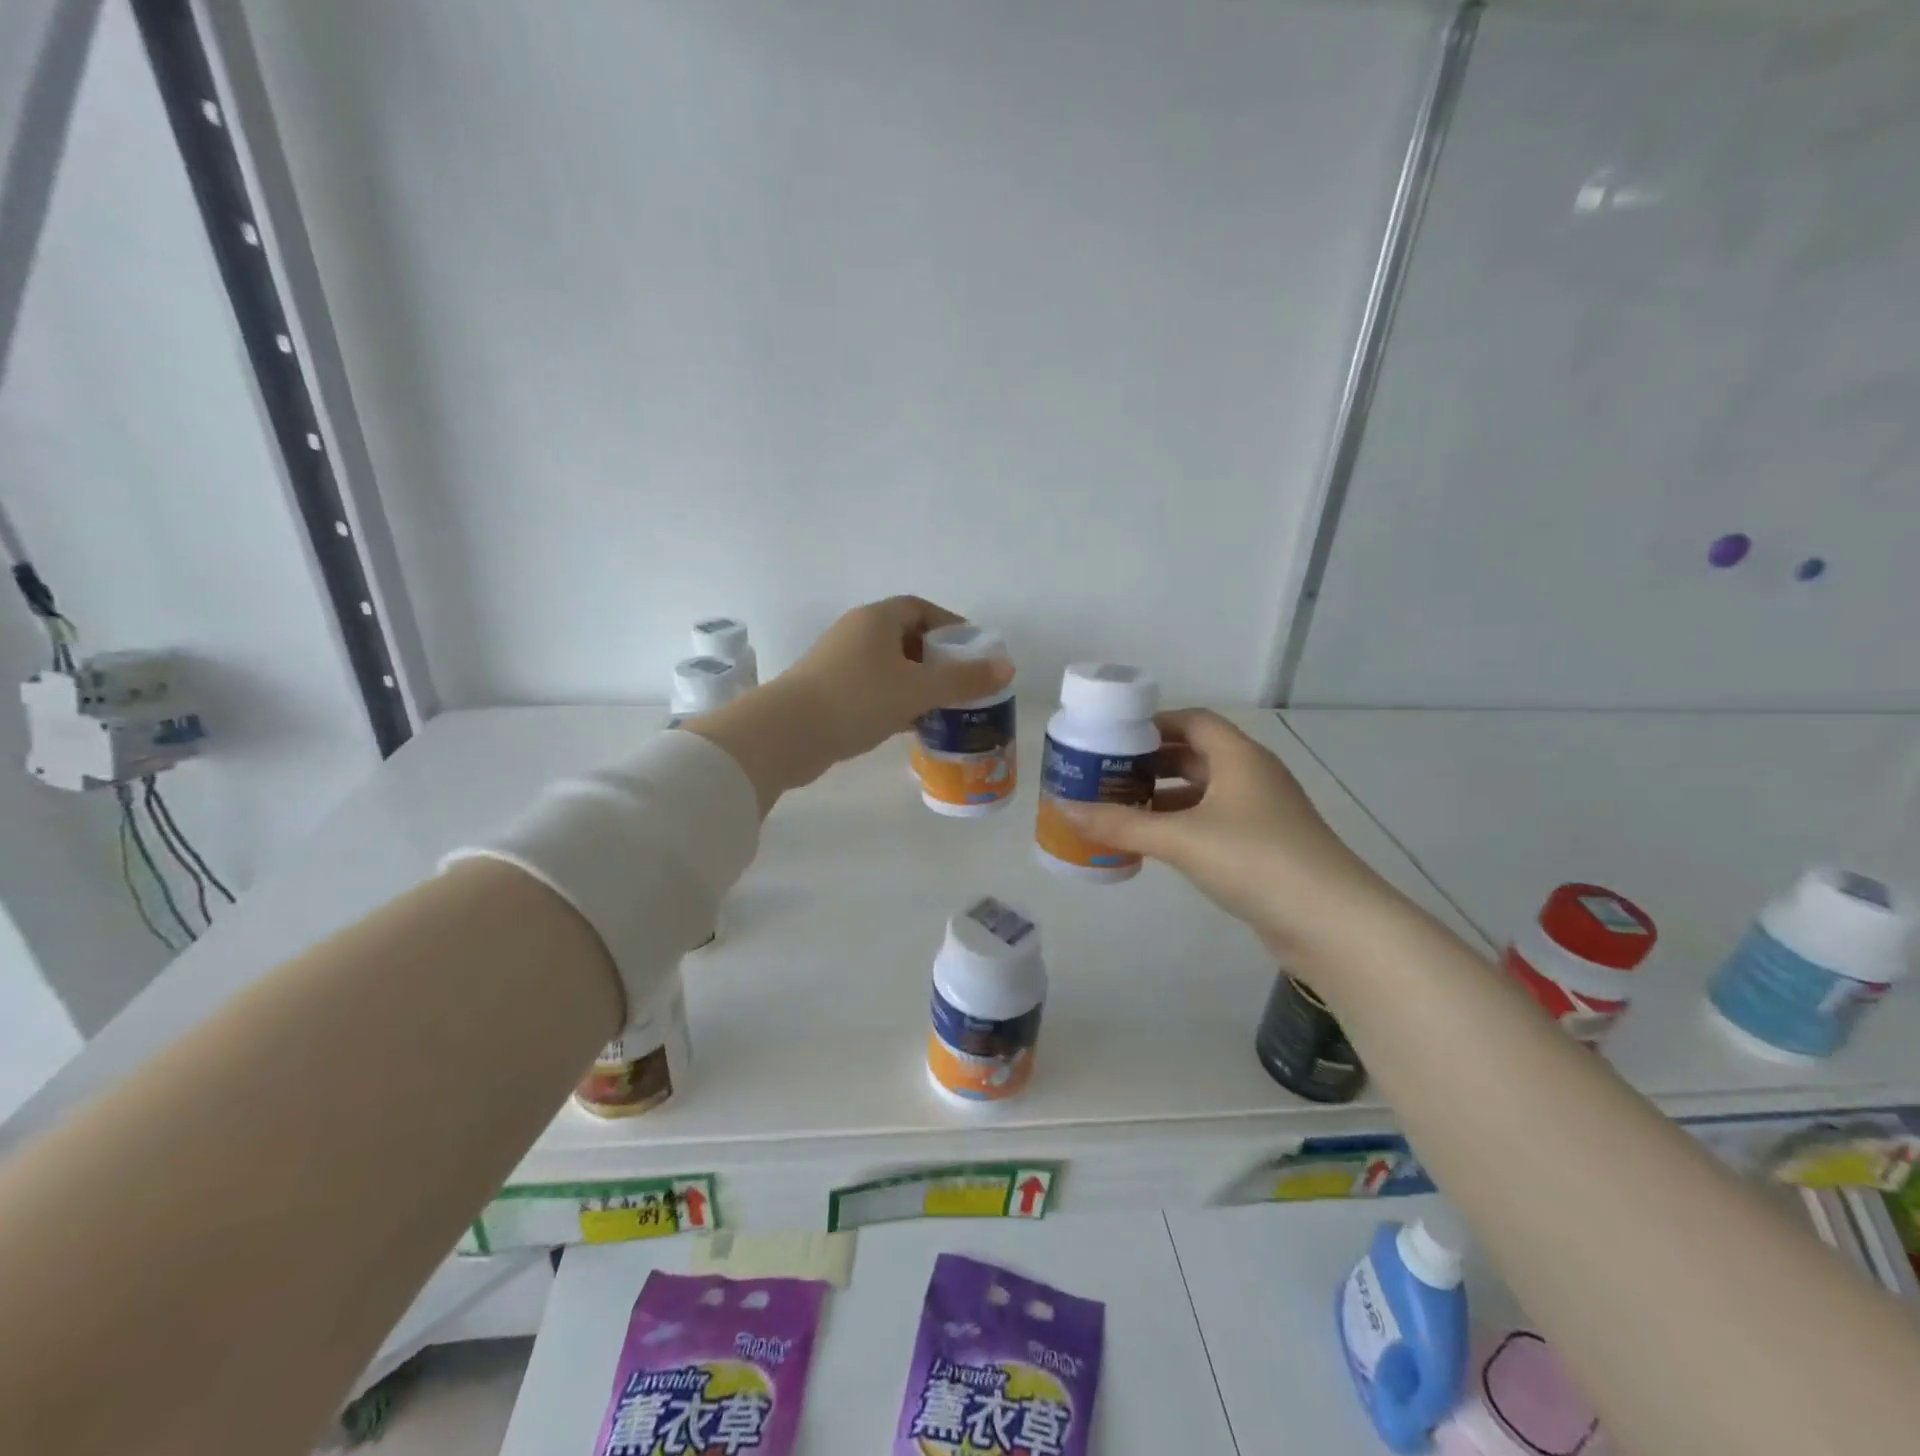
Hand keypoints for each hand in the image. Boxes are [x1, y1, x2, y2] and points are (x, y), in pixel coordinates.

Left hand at [691, 596, 1011, 810]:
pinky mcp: (829, 693)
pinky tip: (913, 726)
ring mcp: (839, 664)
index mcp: (876, 619)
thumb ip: (963, 680)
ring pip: (890, 668)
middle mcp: (856, 634)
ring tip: (946, 708)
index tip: (973, 651)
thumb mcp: (917, 689)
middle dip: (937, 659)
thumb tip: (1007, 667)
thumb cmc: (857, 700)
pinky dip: (896, 702)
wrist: (786, 734)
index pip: (920, 609)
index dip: (950, 626)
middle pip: (906, 638)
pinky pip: (873, 690)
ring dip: (917, 684)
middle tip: (964, 684)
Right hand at [1055, 709, 1392, 959]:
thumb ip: (1122, 824)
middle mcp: (1252, 776)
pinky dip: (1181, 825)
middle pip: (1195, 755)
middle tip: (1106, 773)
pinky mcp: (1263, 847)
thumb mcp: (1181, 839)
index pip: (1193, 721)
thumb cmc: (1256, 860)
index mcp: (1239, 757)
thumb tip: (1065, 810)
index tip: (1113, 737)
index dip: (1153, 724)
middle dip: (1150, 763)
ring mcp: (1261, 813)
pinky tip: (1153, 843)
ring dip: (1164, 796)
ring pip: (1203, 792)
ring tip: (1119, 807)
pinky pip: (1212, 822)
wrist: (1331, 922)